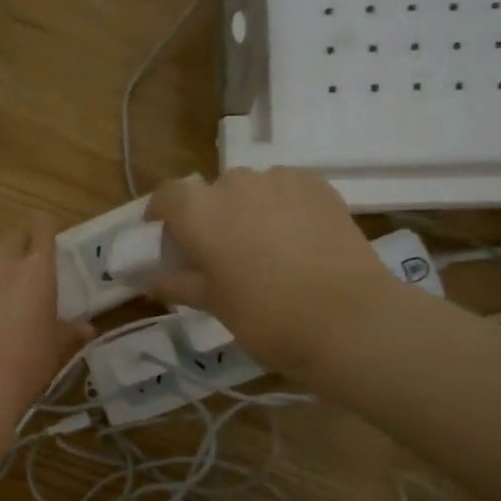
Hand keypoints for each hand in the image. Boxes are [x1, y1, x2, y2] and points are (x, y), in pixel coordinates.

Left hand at [0, 216, 89, 416]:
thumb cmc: (26, 362)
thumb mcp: (54, 348)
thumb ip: (69, 332)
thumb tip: (88, 329)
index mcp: (39, 270)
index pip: (43, 229)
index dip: (44, 226)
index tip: (45, 229)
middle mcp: (5, 260)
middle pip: (11, 234)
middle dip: (18, 242)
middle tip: (21, 260)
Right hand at [147, 168, 396, 378]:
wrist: (348, 320)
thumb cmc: (266, 317)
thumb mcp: (214, 305)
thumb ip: (180, 284)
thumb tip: (152, 280)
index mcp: (200, 212)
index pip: (167, 196)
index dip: (161, 214)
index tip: (164, 238)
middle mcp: (235, 183)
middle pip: (210, 192)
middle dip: (209, 217)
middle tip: (219, 254)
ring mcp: (280, 180)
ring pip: (251, 189)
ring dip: (247, 210)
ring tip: (263, 248)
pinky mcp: (319, 186)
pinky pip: (286, 190)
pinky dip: (282, 207)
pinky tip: (296, 240)